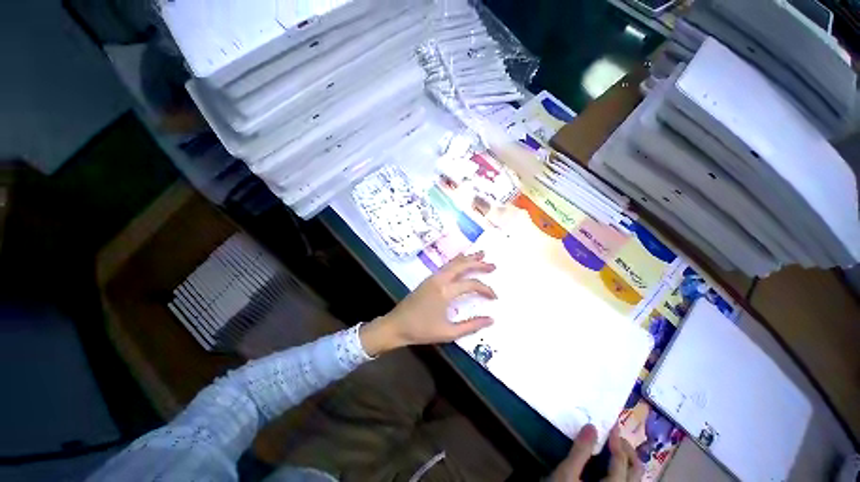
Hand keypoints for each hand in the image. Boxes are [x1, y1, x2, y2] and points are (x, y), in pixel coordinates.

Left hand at [359, 251, 496, 355]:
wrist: (396, 325)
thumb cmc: (421, 330)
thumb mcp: (448, 333)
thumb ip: (471, 325)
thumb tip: (491, 320)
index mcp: (445, 291)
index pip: (471, 284)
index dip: (485, 289)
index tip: (494, 297)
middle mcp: (440, 279)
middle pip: (462, 265)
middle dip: (478, 263)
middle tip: (492, 264)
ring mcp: (433, 277)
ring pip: (453, 262)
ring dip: (468, 258)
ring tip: (481, 255)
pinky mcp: (428, 279)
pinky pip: (446, 265)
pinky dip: (457, 261)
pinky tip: (461, 261)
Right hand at [549, 425, 642, 481]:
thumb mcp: (567, 474)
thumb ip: (580, 451)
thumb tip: (591, 427)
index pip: (621, 461)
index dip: (617, 441)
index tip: (611, 424)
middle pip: (636, 471)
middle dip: (628, 450)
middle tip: (614, 436)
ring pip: (635, 479)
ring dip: (628, 461)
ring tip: (615, 448)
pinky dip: (624, 471)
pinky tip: (613, 466)